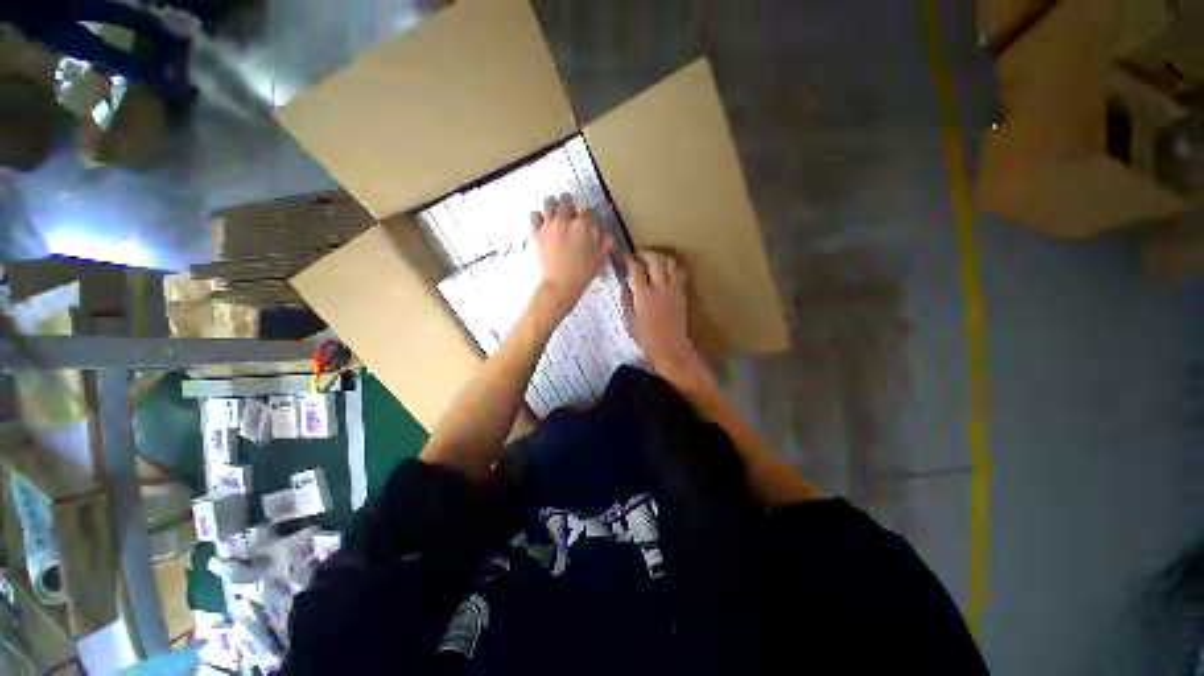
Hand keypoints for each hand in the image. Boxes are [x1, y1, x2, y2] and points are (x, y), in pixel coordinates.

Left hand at [533, 194, 613, 313]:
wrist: (558, 286)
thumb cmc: (581, 275)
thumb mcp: (599, 260)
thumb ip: (605, 244)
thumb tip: (608, 236)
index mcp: (582, 226)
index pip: (587, 211)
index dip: (589, 215)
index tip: (589, 221)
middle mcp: (564, 221)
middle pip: (566, 200)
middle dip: (569, 203)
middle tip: (570, 211)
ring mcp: (548, 226)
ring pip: (548, 203)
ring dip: (553, 205)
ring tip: (555, 212)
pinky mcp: (535, 234)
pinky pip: (533, 217)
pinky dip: (538, 218)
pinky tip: (541, 224)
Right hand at [622, 251, 705, 382]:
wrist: (671, 347)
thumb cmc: (647, 338)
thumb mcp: (629, 321)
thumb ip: (626, 301)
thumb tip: (625, 285)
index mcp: (644, 295)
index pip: (636, 269)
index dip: (628, 260)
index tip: (623, 257)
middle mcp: (660, 288)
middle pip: (656, 260)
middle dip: (646, 253)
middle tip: (638, 254)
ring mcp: (673, 290)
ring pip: (670, 264)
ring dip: (661, 258)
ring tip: (653, 260)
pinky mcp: (682, 294)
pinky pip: (679, 274)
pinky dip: (671, 268)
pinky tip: (665, 273)